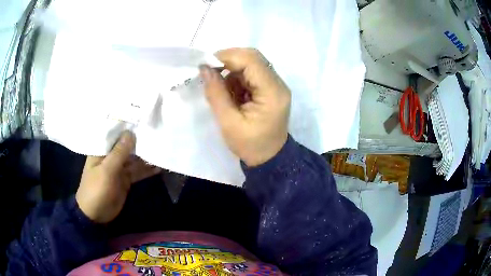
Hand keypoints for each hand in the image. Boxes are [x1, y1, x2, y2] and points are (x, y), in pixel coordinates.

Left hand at [76, 131, 160, 222]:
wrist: (96, 215)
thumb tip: (131, 132)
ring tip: (162, 148)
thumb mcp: (107, 170)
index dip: (127, 125)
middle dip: (140, 140)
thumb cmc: (96, 189)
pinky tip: (159, 166)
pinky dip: (147, 170)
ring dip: (146, 155)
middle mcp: (110, 156)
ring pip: (134, 159)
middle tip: (157, 131)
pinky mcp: (125, 180)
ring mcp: (119, 168)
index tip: (143, 117)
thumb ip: (119, 153)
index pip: (115, 132)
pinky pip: (137, 172)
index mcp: (102, 149)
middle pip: (126, 145)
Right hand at [200, 48, 290, 166]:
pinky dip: (237, 79)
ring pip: (251, 64)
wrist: (269, 158)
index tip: (207, 65)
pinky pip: (252, 74)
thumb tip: (204, 68)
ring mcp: (276, 85)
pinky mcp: (271, 88)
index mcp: (272, 93)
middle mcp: (278, 84)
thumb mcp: (228, 123)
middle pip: (253, 58)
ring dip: (232, 72)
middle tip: (211, 73)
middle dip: (229, 61)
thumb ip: (216, 93)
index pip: (251, 61)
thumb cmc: (250, 145)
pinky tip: (232, 95)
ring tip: (224, 92)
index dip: (227, 57)